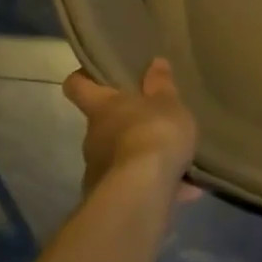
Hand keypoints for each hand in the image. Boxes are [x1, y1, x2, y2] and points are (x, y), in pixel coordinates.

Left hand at [62, 58, 199, 200]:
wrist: (143, 192)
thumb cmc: (154, 133)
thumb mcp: (168, 103)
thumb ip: (162, 85)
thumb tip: (155, 62)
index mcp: (103, 107)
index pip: (77, 86)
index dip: (83, 78)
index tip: (94, 74)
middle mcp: (93, 136)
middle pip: (102, 123)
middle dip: (124, 122)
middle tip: (152, 118)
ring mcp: (98, 170)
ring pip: (118, 155)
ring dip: (140, 155)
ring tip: (173, 158)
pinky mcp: (110, 199)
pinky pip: (134, 184)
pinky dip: (153, 184)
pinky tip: (184, 189)